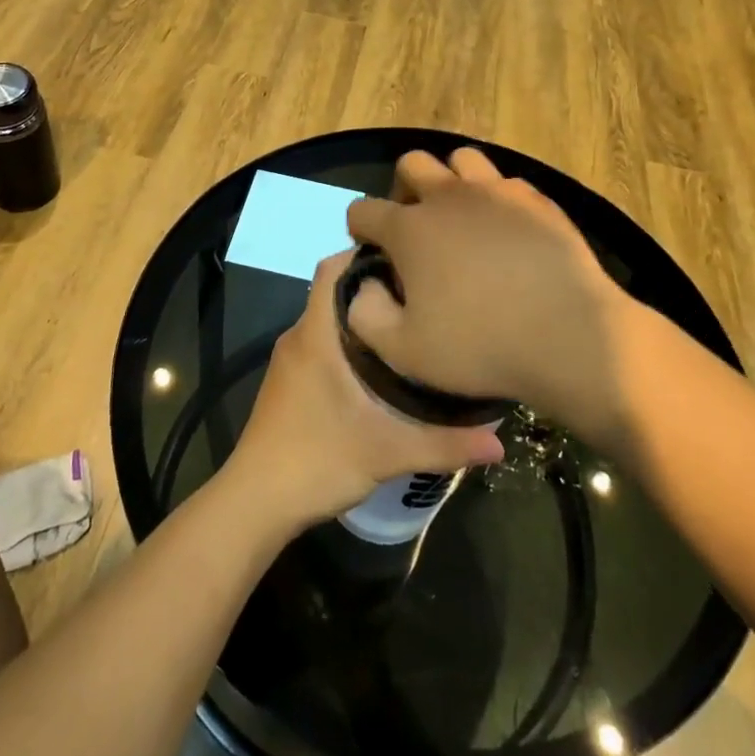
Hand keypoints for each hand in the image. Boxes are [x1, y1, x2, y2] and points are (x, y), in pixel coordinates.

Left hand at [225, 251, 503, 529]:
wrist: (255, 502)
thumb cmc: (317, 460)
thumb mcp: (387, 452)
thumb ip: (445, 444)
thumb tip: (500, 442)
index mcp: (315, 334)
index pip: (332, 268)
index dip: (364, 253)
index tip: (406, 257)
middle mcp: (298, 337)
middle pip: (334, 291)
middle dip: (374, 287)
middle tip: (421, 293)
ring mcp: (289, 360)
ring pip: (327, 320)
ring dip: (362, 317)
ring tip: (409, 325)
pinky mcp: (288, 382)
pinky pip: (320, 343)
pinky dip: (347, 342)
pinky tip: (380, 366)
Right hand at [345, 149, 644, 445]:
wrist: (571, 336)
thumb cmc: (481, 346)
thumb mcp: (405, 352)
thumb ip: (366, 316)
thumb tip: (364, 287)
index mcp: (409, 229)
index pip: (363, 209)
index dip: (359, 229)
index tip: (371, 250)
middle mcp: (448, 196)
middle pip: (411, 163)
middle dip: (403, 189)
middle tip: (415, 226)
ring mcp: (496, 191)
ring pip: (461, 159)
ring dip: (452, 180)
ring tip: (461, 217)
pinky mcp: (537, 200)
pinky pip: (506, 182)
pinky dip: (497, 199)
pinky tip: (506, 230)